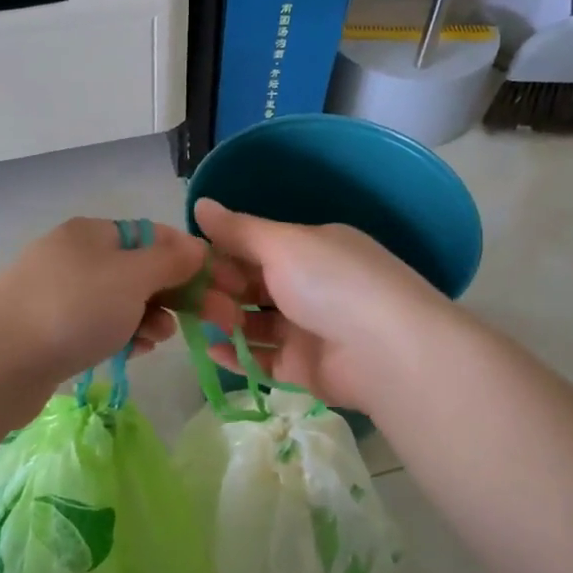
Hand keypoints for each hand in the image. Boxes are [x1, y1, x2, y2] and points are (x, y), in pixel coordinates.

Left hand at [0, 218, 211, 387]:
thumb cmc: (73, 311)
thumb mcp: (132, 278)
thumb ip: (170, 261)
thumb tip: (195, 247)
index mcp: (92, 233)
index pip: (154, 236)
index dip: (190, 259)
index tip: (218, 289)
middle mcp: (74, 255)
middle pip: (138, 270)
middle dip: (172, 295)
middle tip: (204, 321)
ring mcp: (57, 292)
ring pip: (119, 301)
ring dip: (147, 318)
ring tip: (157, 340)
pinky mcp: (48, 327)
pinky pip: (97, 325)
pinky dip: (119, 335)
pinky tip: (131, 353)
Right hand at [192, 198, 449, 410]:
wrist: (386, 351)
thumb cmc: (331, 282)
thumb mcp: (282, 244)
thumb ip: (238, 230)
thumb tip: (201, 204)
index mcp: (312, 248)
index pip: (257, 246)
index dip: (222, 251)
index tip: (187, 260)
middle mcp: (311, 285)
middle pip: (254, 285)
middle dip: (219, 289)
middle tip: (185, 295)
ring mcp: (309, 329)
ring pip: (256, 323)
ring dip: (226, 321)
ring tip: (193, 322)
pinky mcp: (305, 368)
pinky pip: (264, 359)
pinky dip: (238, 355)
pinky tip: (211, 351)